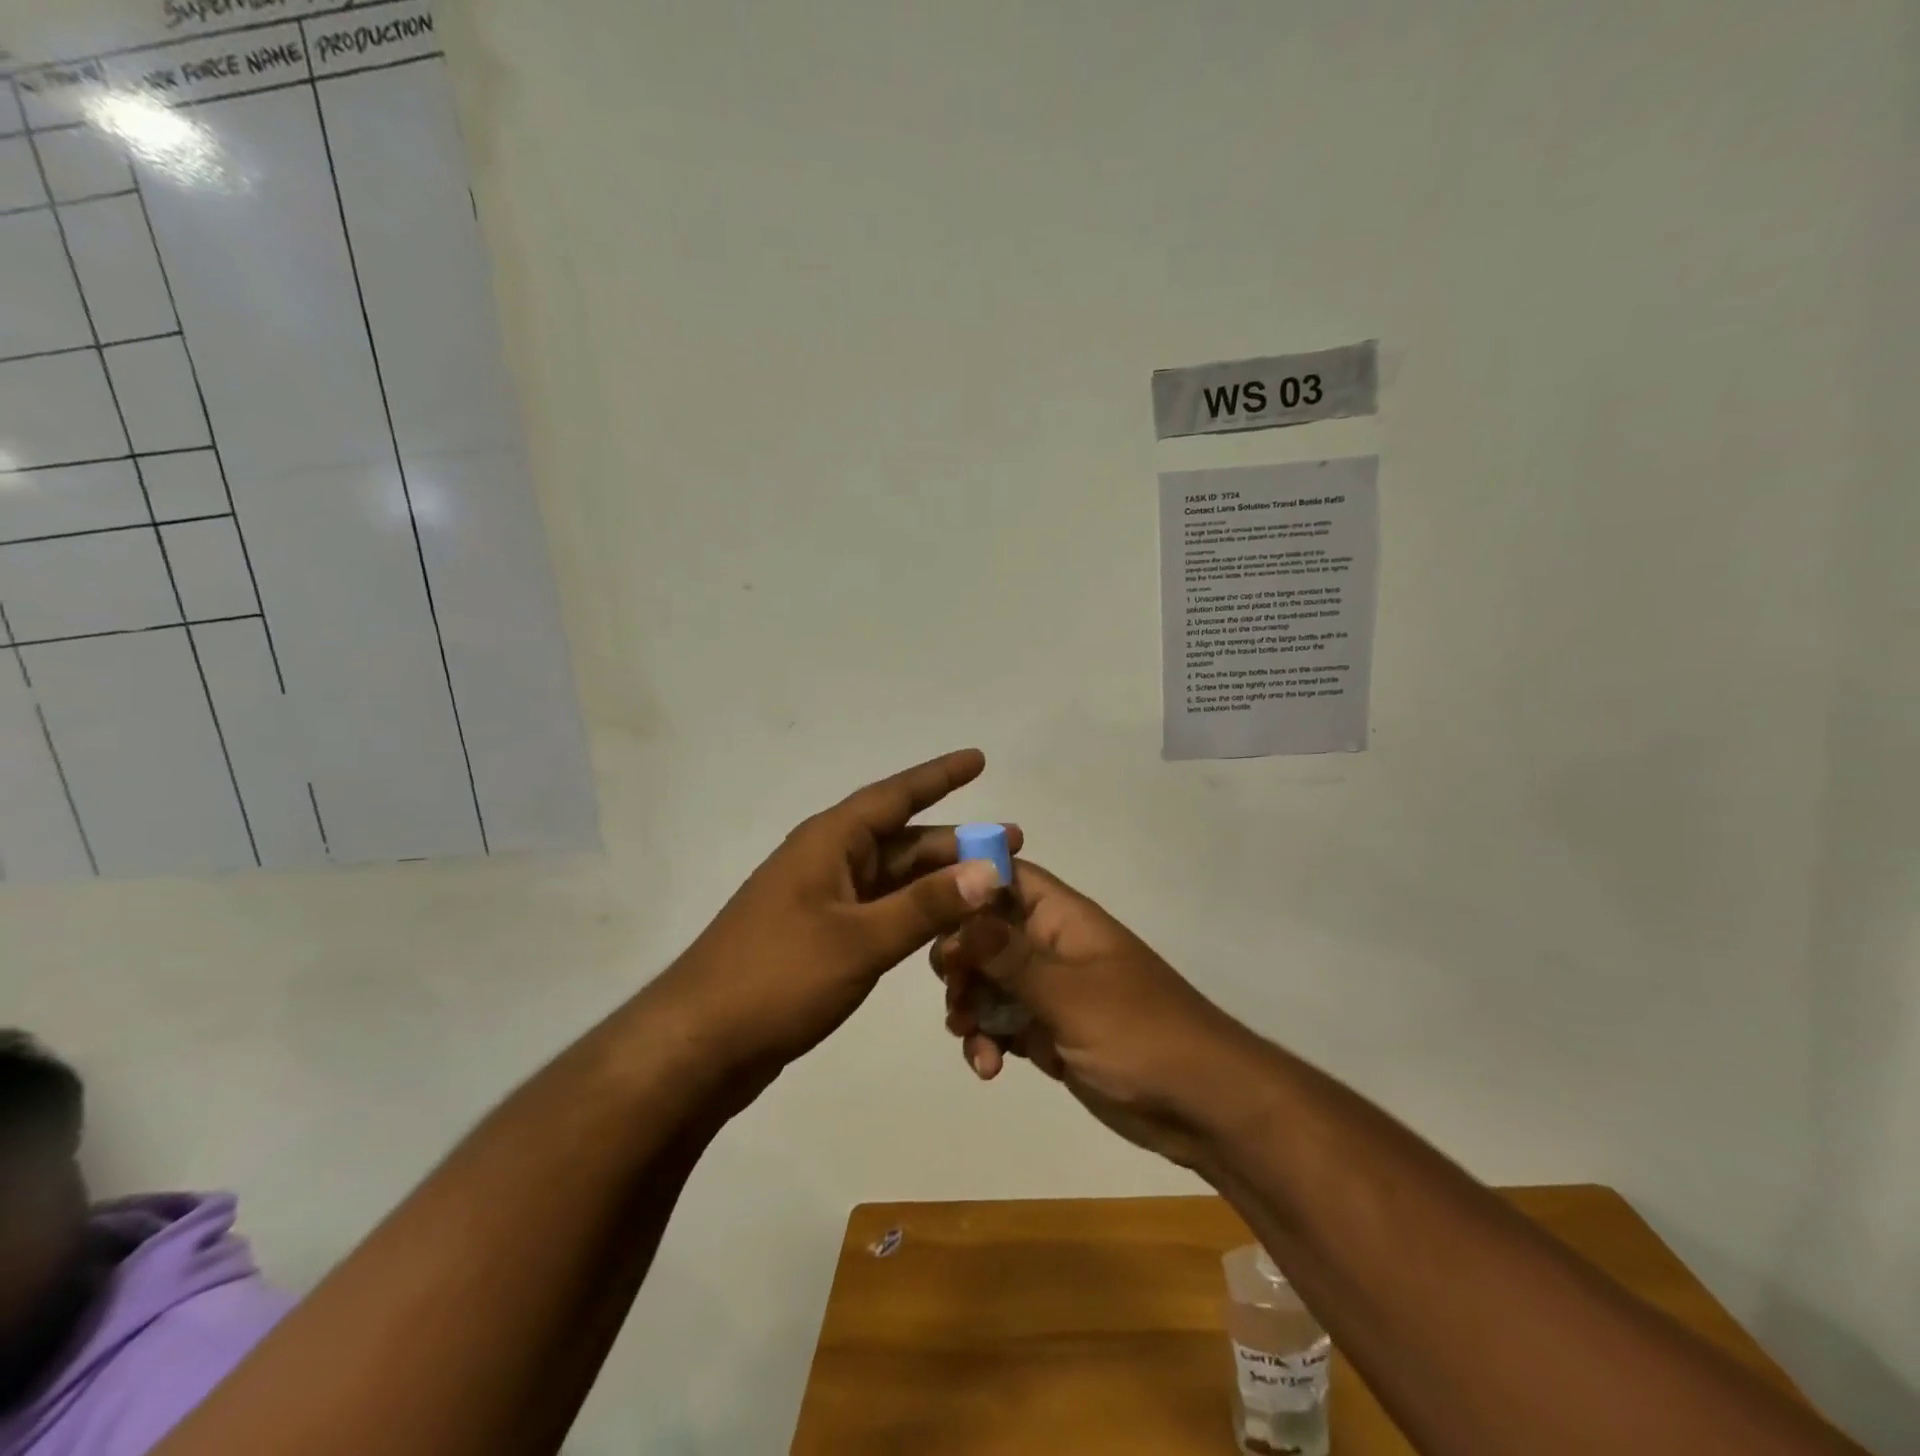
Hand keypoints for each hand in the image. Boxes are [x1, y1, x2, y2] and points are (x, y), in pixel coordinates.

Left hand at [656, 749, 1019, 1075]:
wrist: (699, 1045)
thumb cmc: (777, 977)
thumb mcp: (860, 939)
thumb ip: (926, 905)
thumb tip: (989, 869)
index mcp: (829, 842)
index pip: (894, 796)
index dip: (939, 776)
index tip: (978, 758)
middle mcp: (827, 861)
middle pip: (902, 840)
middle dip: (956, 842)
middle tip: (1012, 845)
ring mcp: (822, 901)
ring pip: (893, 879)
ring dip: (939, 880)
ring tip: (991, 885)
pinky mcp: (821, 938)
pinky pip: (880, 911)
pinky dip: (915, 913)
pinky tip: (946, 926)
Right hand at [932, 861, 1247, 1169]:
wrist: (1201, 1106)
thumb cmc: (1140, 1034)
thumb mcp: (1069, 994)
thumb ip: (1010, 956)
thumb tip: (960, 910)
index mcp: (1062, 919)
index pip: (1005, 877)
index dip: (965, 881)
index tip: (926, 907)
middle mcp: (1051, 947)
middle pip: (985, 932)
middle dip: (960, 961)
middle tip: (955, 993)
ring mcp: (1050, 991)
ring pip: (988, 982)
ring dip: (970, 1007)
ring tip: (970, 1038)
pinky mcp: (1051, 1032)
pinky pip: (1003, 1023)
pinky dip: (989, 1041)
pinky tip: (989, 1068)